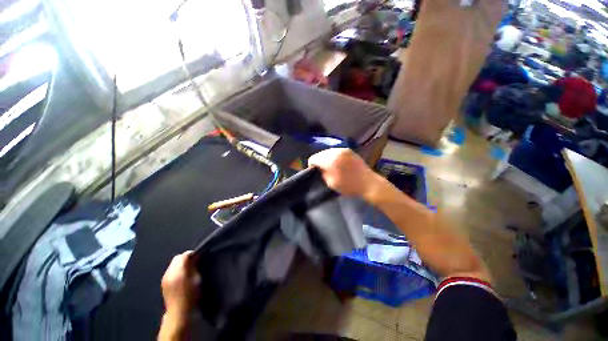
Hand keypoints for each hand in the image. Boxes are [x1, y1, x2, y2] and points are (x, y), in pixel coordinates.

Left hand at [161, 251, 199, 317]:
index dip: (191, 254)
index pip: (183, 255)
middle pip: (176, 258)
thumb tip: (195, 257)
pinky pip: (170, 271)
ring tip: (188, 269)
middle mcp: (169, 273)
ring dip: (180, 264)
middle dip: (185, 258)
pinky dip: (176, 270)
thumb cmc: (191, 296)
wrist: (179, 313)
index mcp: (177, 271)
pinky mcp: (163, 284)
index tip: (198, 256)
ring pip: (172, 265)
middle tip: (194, 262)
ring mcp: (164, 279)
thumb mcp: (197, 279)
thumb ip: (194, 266)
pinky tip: (182, 276)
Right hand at [308, 148, 381, 197]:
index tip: (315, 172)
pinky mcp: (349, 151)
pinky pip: (336, 152)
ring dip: (327, 158)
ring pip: (328, 152)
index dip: (312, 166)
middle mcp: (336, 151)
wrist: (368, 184)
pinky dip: (334, 157)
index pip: (313, 158)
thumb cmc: (348, 186)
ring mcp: (343, 149)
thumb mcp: (330, 183)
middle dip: (320, 161)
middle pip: (320, 153)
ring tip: (331, 167)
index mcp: (330, 159)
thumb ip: (322, 173)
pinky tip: (338, 164)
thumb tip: (319, 168)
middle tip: (323, 170)